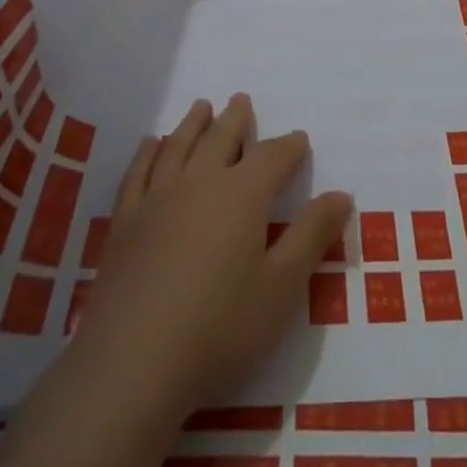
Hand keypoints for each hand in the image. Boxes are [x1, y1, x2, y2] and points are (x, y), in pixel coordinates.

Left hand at [67, 94, 352, 421]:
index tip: (299, 139)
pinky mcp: (124, 224)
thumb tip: (341, 195)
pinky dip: (147, 153)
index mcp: (242, 195)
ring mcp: (156, 200)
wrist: (131, 366)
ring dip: (193, 124)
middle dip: (236, 119)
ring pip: (178, 147)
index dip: (289, 146)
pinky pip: (138, 173)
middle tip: (241, 100)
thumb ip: (312, 236)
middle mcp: (199, 183)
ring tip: (202, 107)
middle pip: (221, 138)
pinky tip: (150, 145)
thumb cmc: (219, 328)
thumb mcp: (282, 288)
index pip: (273, 157)